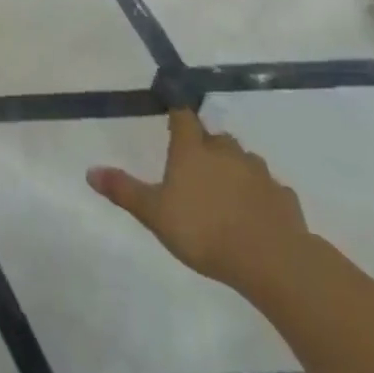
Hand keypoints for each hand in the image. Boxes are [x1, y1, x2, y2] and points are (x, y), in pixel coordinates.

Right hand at [87, 109, 309, 293]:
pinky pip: (268, 188)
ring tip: (224, 191)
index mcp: (193, 150)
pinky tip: (254, 213)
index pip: (183, 117)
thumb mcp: (154, 213)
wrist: (272, 259)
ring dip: (234, 168)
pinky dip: (259, 194)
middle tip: (195, 165)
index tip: (172, 113)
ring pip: (243, 160)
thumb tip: (90, 171)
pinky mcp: (284, 197)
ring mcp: (259, 173)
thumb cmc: (204, 230)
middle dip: (206, 145)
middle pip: (216, 138)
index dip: (177, 112)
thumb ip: (124, 191)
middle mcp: (227, 153)